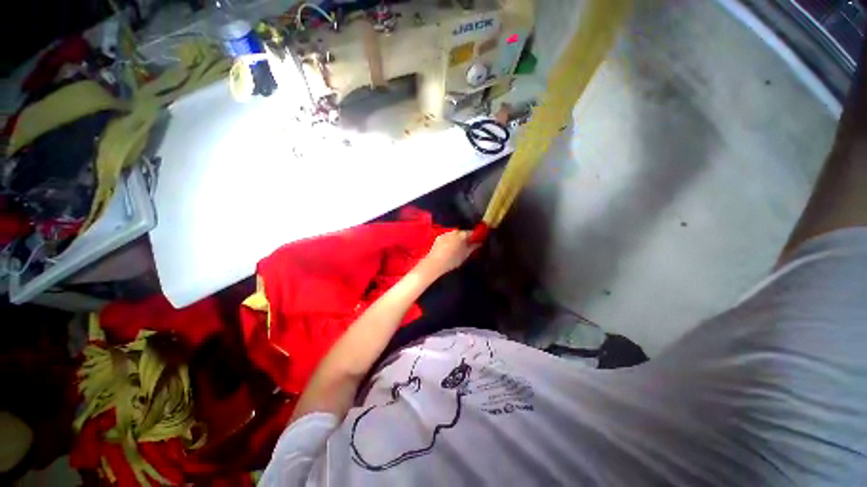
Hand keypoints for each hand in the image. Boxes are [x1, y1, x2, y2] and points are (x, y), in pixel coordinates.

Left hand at [419, 230, 479, 278]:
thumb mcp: (465, 255)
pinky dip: (449, 240)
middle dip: (464, 237)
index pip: (471, 232)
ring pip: (453, 234)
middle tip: (466, 244)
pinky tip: (448, 247)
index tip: (475, 240)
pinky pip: (446, 236)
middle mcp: (453, 232)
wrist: (435, 263)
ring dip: (456, 238)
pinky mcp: (438, 237)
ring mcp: (445, 233)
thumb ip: (473, 247)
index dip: (474, 236)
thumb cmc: (452, 260)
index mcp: (461, 235)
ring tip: (456, 247)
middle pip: (462, 232)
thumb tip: (479, 243)